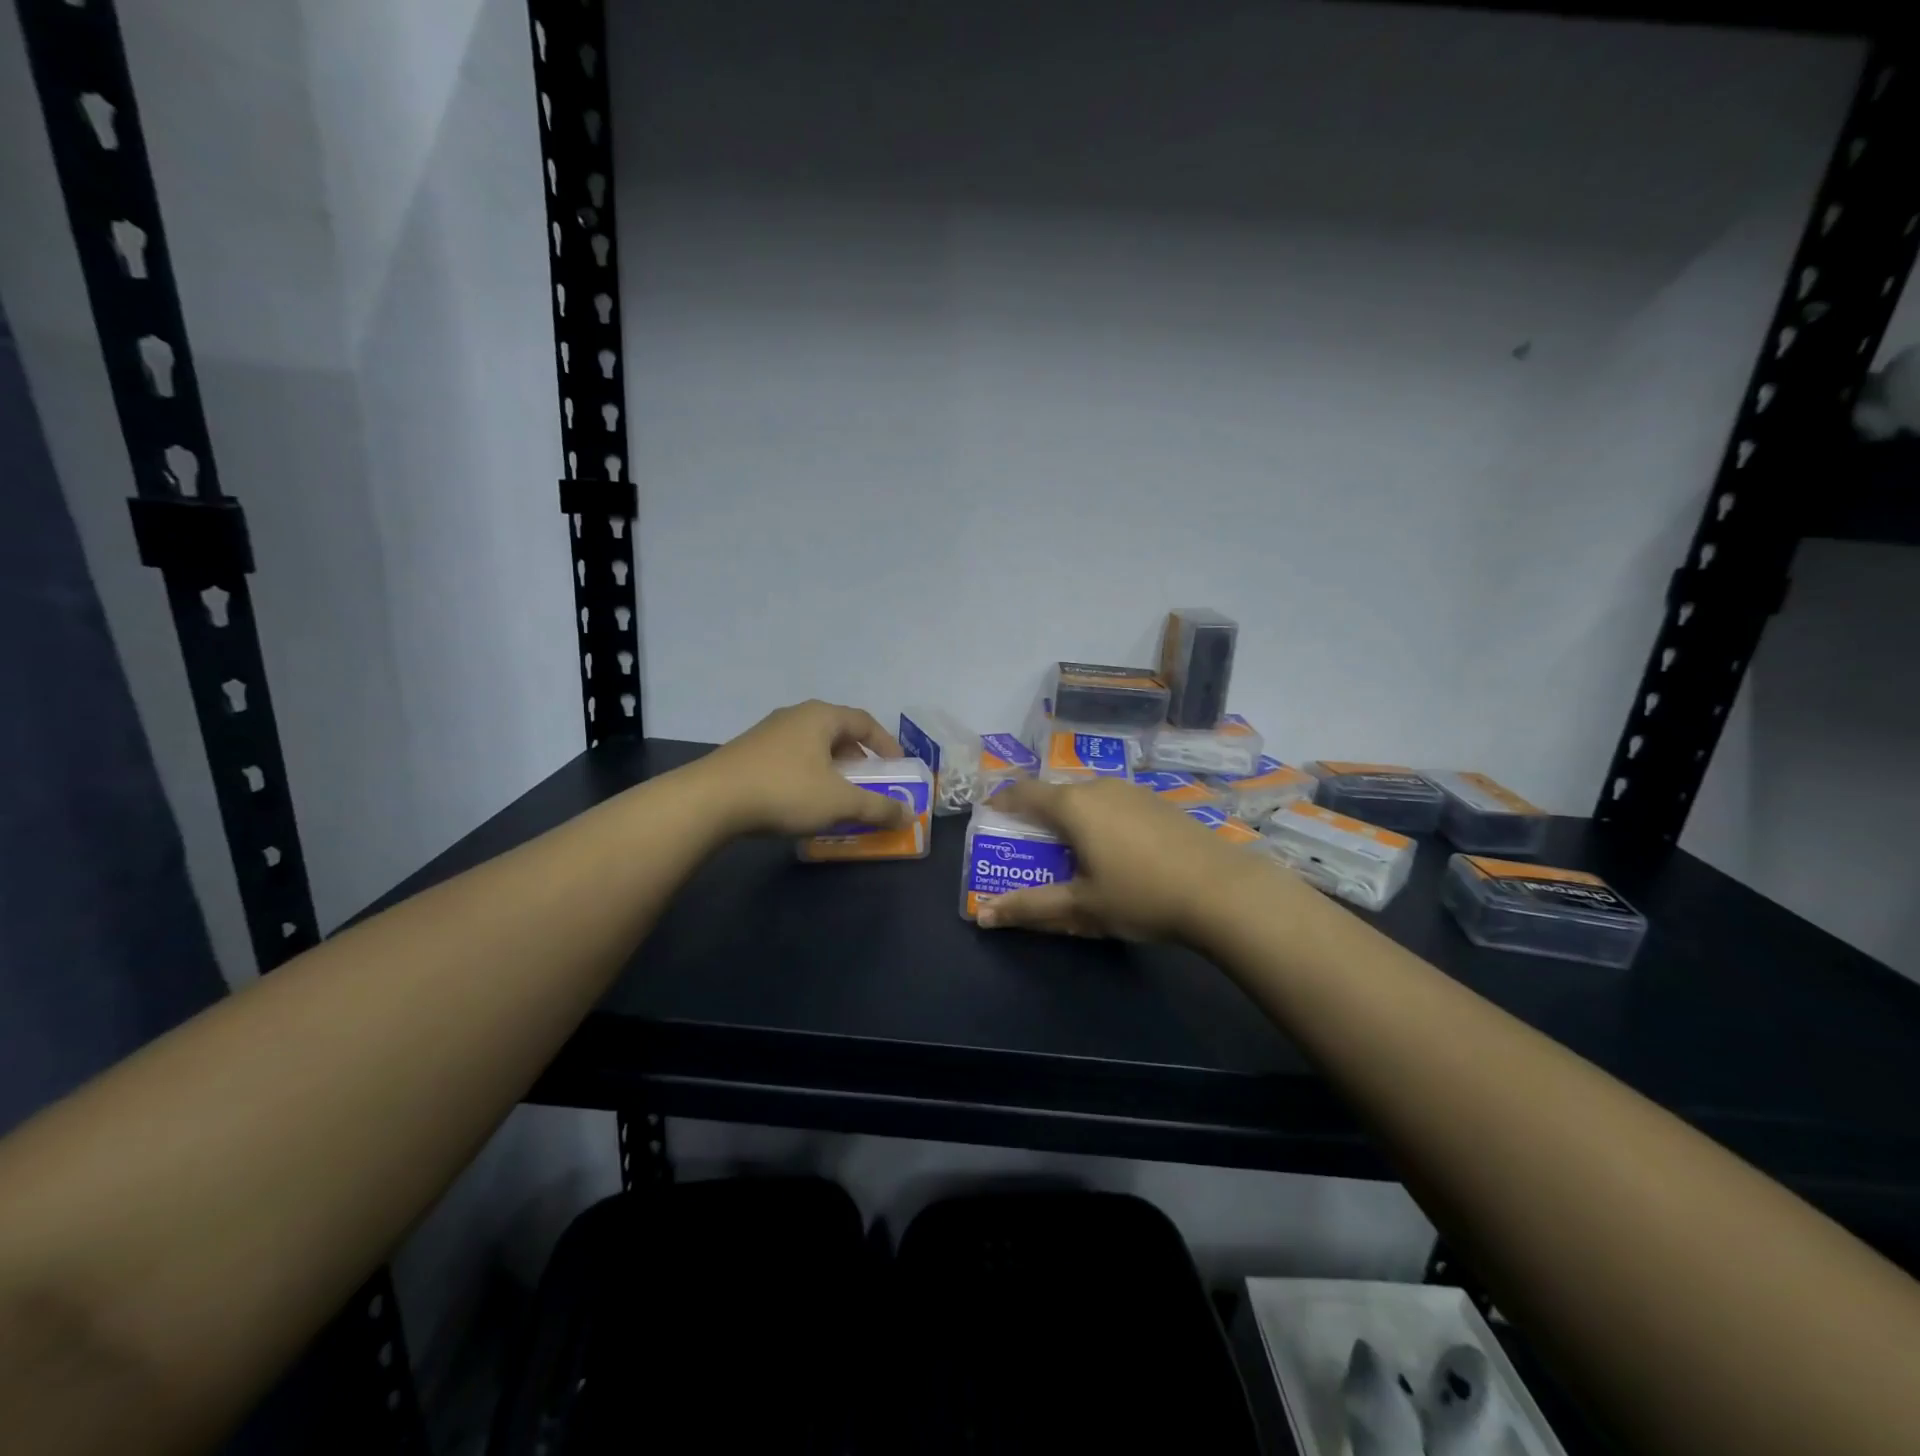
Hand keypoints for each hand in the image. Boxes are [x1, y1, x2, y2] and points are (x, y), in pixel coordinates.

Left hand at [695, 699, 909, 837]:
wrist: (710, 801)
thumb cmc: (785, 791)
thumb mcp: (839, 802)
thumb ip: (878, 807)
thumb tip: (909, 815)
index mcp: (821, 717)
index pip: (865, 721)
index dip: (887, 745)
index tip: (898, 768)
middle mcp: (795, 716)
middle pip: (838, 733)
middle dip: (859, 760)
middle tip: (870, 785)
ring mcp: (767, 734)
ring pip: (812, 748)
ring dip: (832, 771)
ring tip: (838, 798)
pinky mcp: (747, 754)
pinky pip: (791, 760)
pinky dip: (807, 777)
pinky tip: (803, 804)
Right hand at [976, 777, 1271, 942]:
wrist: (1223, 890)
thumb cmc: (1140, 895)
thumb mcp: (1080, 907)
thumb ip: (1029, 907)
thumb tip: (982, 916)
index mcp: (1073, 805)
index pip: (1022, 792)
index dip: (1001, 802)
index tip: (990, 820)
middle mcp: (1099, 787)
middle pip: (1056, 796)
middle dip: (1038, 819)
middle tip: (1032, 852)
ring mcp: (1133, 791)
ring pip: (1088, 799)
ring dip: (1073, 821)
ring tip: (1074, 856)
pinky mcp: (1158, 802)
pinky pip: (1115, 805)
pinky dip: (1102, 822)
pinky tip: (1117, 854)